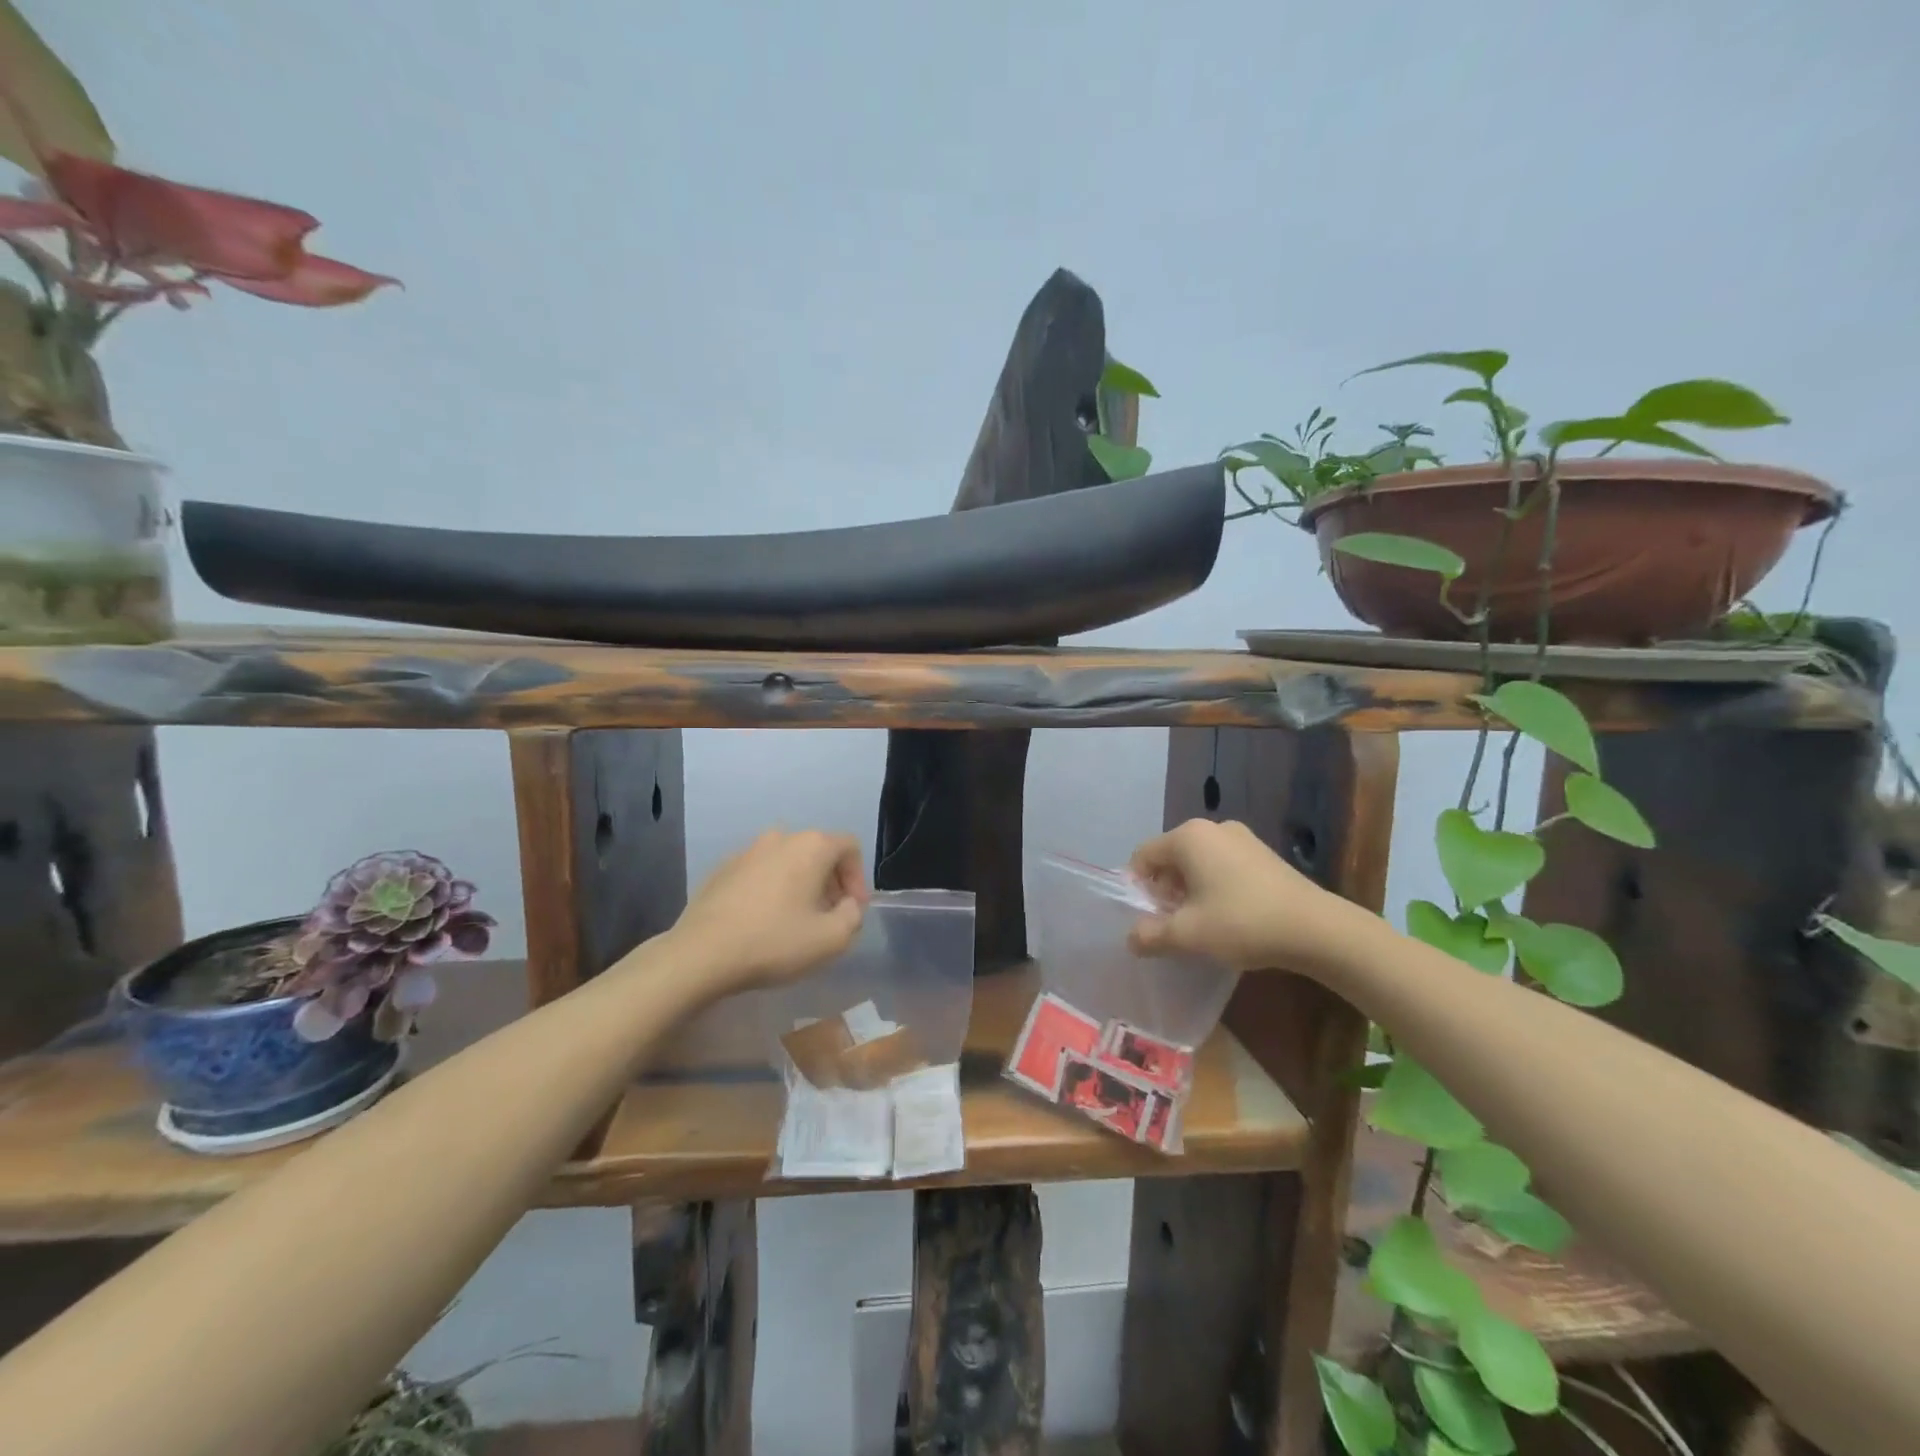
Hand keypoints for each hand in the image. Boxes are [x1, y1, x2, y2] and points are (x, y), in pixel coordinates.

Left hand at [670, 829, 869, 994]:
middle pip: (819, 852)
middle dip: (830, 883)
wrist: (701, 953)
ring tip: (796, 921)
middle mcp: (780, 837)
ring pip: (788, 862)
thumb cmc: (774, 942)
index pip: (850, 848)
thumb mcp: (831, 939)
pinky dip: (771, 890)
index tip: (852, 910)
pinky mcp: (722, 869)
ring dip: (800, 886)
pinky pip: (760, 873)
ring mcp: (747, 851)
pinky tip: (763, 922)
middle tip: (828, 917)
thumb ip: (852, 916)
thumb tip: (847, 905)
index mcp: (811, 846)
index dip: (859, 879)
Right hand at [1127, 817, 1356, 971]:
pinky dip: (1214, 886)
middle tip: (1173, 924)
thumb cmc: (1242, 923)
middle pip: (1170, 857)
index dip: (1137, 888)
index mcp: (1188, 837)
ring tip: (1201, 924)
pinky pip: (1223, 865)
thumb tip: (1131, 938)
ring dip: (1189, 891)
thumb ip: (1151, 935)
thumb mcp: (1188, 935)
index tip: (1147, 919)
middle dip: (1164, 890)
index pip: (1143, 856)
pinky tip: (1228, 916)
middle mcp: (1213, 828)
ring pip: (1198, 862)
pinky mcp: (1263, 854)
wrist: (1317, 929)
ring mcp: (1242, 838)